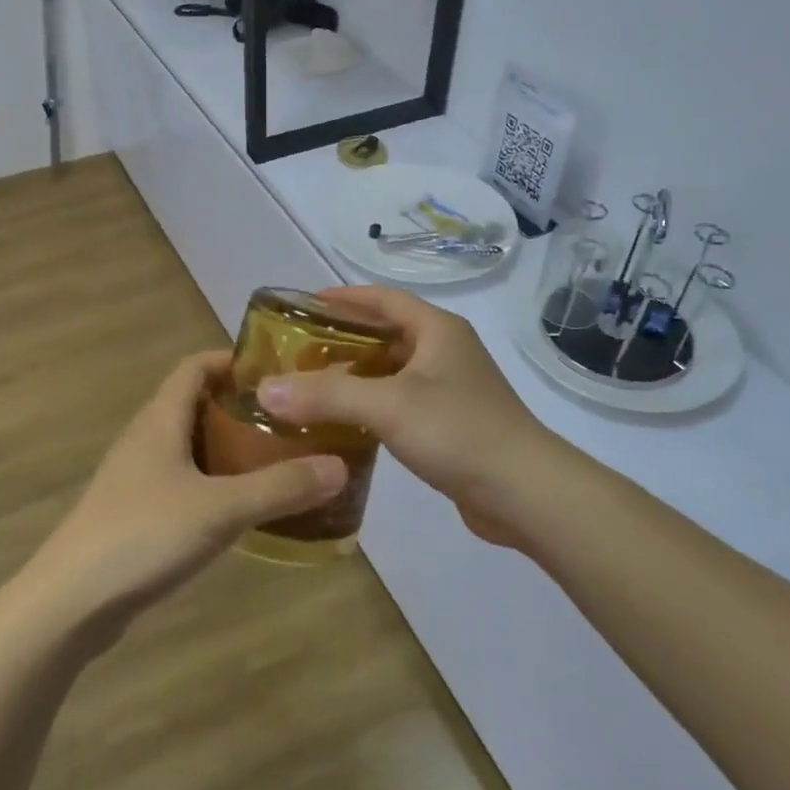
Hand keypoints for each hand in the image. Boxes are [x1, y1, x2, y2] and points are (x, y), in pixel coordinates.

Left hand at [20, 351, 346, 645]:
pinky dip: (216, 485)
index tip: (278, 371)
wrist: (68, 604)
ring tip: (280, 462)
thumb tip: (339, 467)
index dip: (233, 360)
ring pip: (192, 448)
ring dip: (231, 450)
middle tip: (293, 422)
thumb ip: (281, 487)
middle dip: (243, 409)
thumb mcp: (221, 508)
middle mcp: (146, 440)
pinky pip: (184, 484)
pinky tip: (244, 510)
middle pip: (197, 406)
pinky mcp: (136, 515)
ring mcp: (137, 479)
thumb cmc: (142, 536)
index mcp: (160, 420)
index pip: (195, 366)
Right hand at [256, 286, 563, 547]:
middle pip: (387, 334)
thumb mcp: (387, 406)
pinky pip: (402, 402)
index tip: (305, 304)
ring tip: (313, 387)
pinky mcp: (452, 423)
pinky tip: (348, 424)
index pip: (384, 299)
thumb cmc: (458, 431)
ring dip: (357, 376)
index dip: (345, 297)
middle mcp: (447, 351)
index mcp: (437, 330)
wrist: (525, 492)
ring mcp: (453, 389)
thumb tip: (265, 389)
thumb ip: (326, 395)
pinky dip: (373, 405)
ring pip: (394, 372)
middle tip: (299, 353)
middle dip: (344, 340)